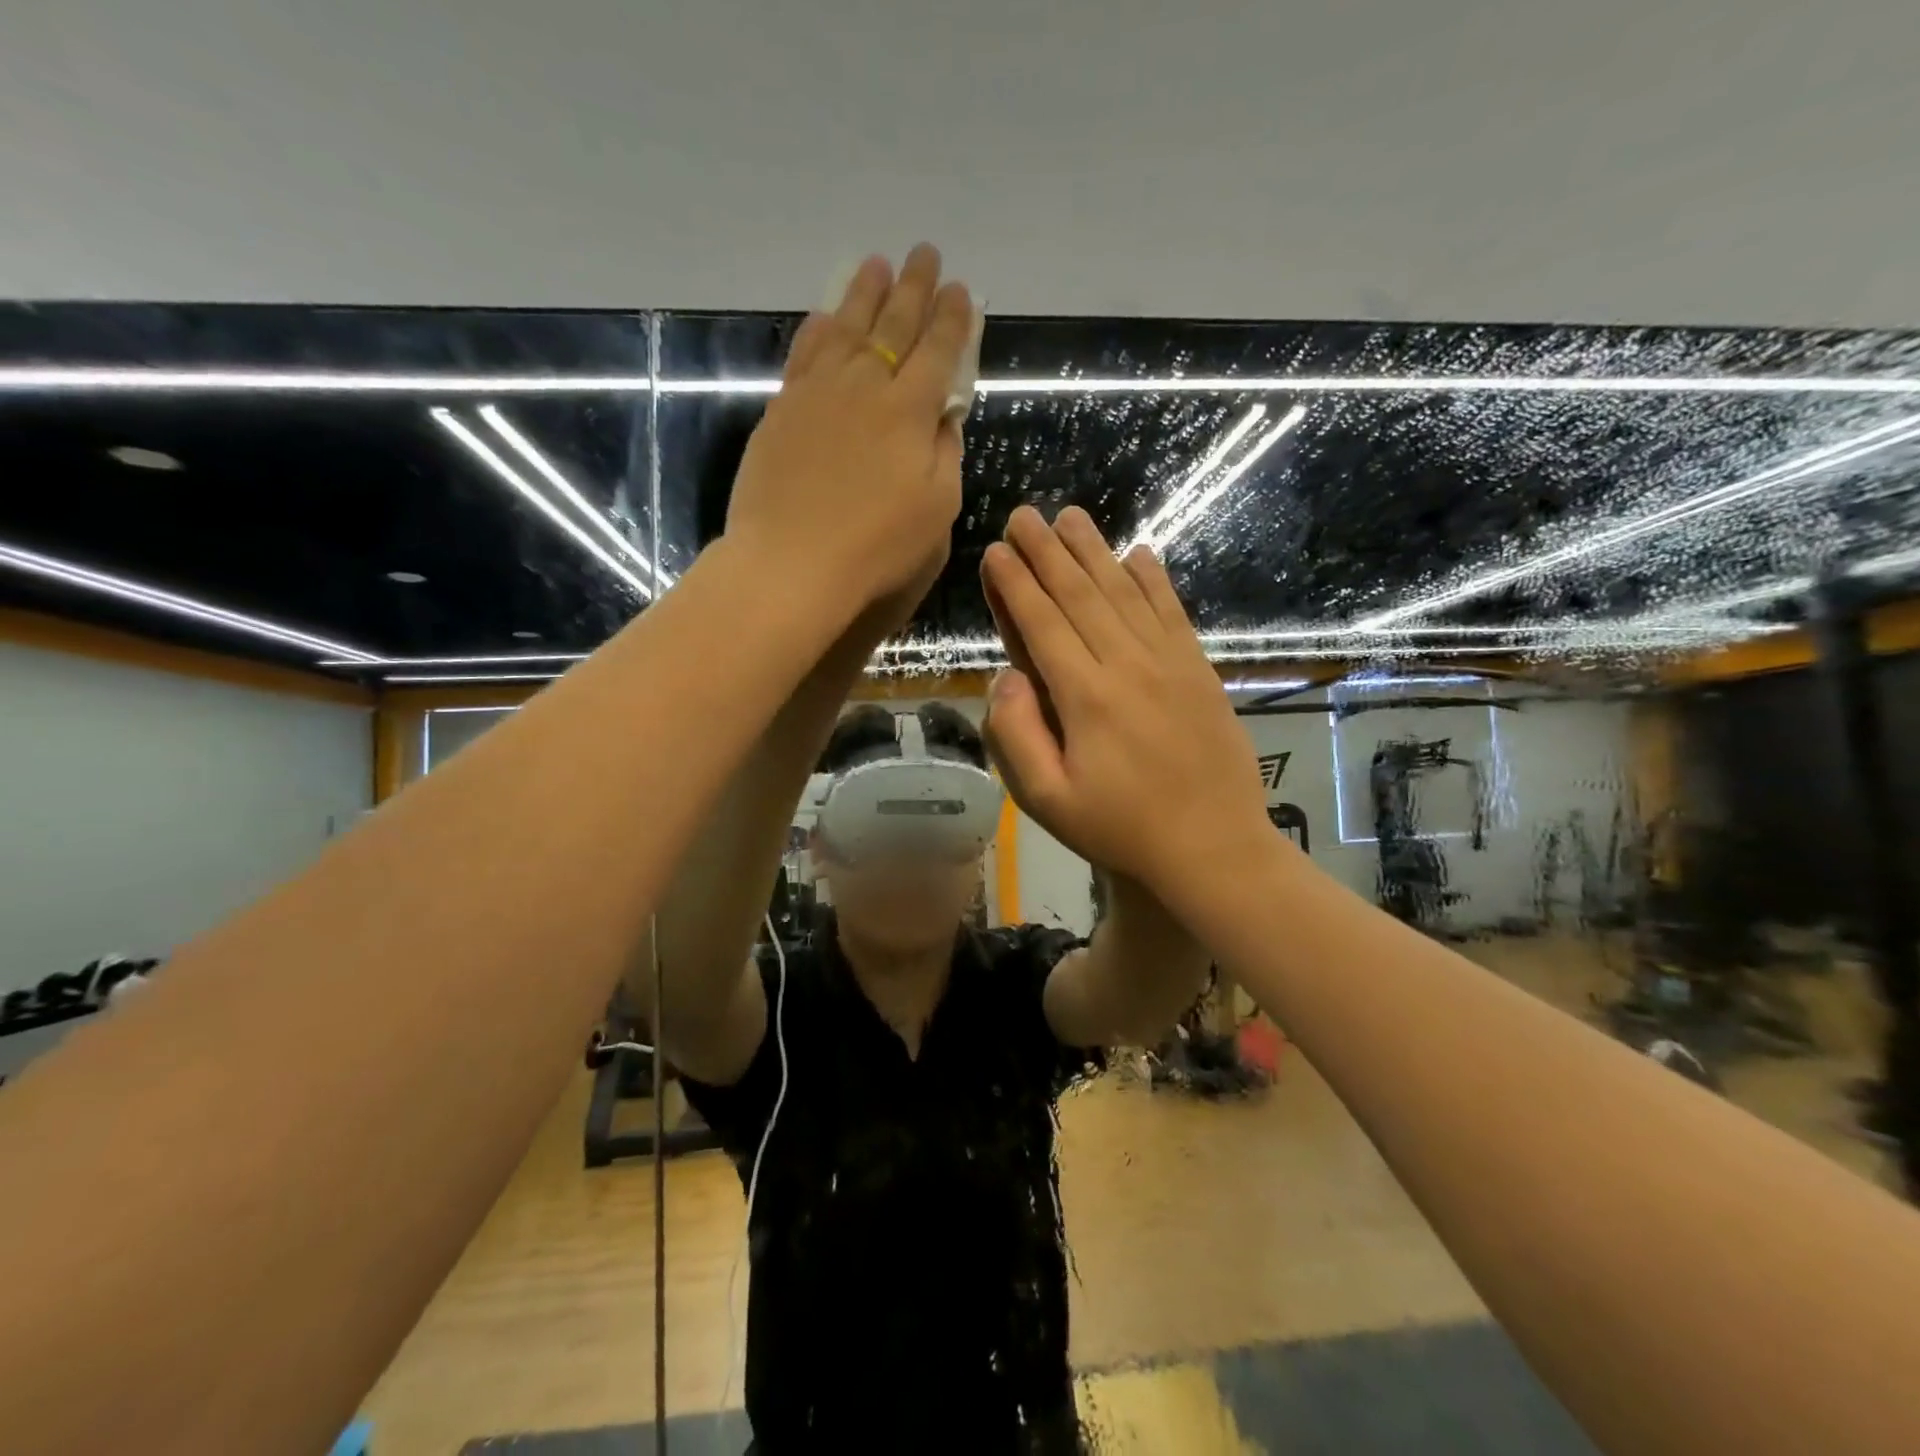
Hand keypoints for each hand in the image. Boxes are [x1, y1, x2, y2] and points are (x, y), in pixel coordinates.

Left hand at [725, 244, 972, 618]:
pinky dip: (820, 328)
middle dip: (914, 287)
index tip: (962, 291)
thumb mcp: (937, 509)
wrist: (792, 563)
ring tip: (876, 264)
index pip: (938, 351)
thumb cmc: (877, 547)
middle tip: (925, 253)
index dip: (953, 320)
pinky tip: (826, 316)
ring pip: (846, 327)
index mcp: (910, 410)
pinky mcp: (783, 408)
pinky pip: (805, 352)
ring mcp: (818, 392)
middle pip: (894, 325)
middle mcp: (865, 386)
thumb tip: (943, 416)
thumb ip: (945, 454)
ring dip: (864, 293)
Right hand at [979, 506, 1277, 912]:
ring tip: (1071, 516)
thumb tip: (1005, 676)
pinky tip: (1139, 553)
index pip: (1042, 624)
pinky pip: (1172, 611)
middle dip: (1047, 552)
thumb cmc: (1121, 829)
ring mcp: (1169, 662)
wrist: (1213, 847)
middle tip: (1025, 514)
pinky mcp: (1199, 670)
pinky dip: (1153, 579)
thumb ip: (1017, 734)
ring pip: (1124, 593)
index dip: (1016, 584)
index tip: (996, 550)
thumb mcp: (1048, 800)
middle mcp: (1127, 664)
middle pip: (1080, 595)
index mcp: (1085, 697)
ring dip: (1094, 551)